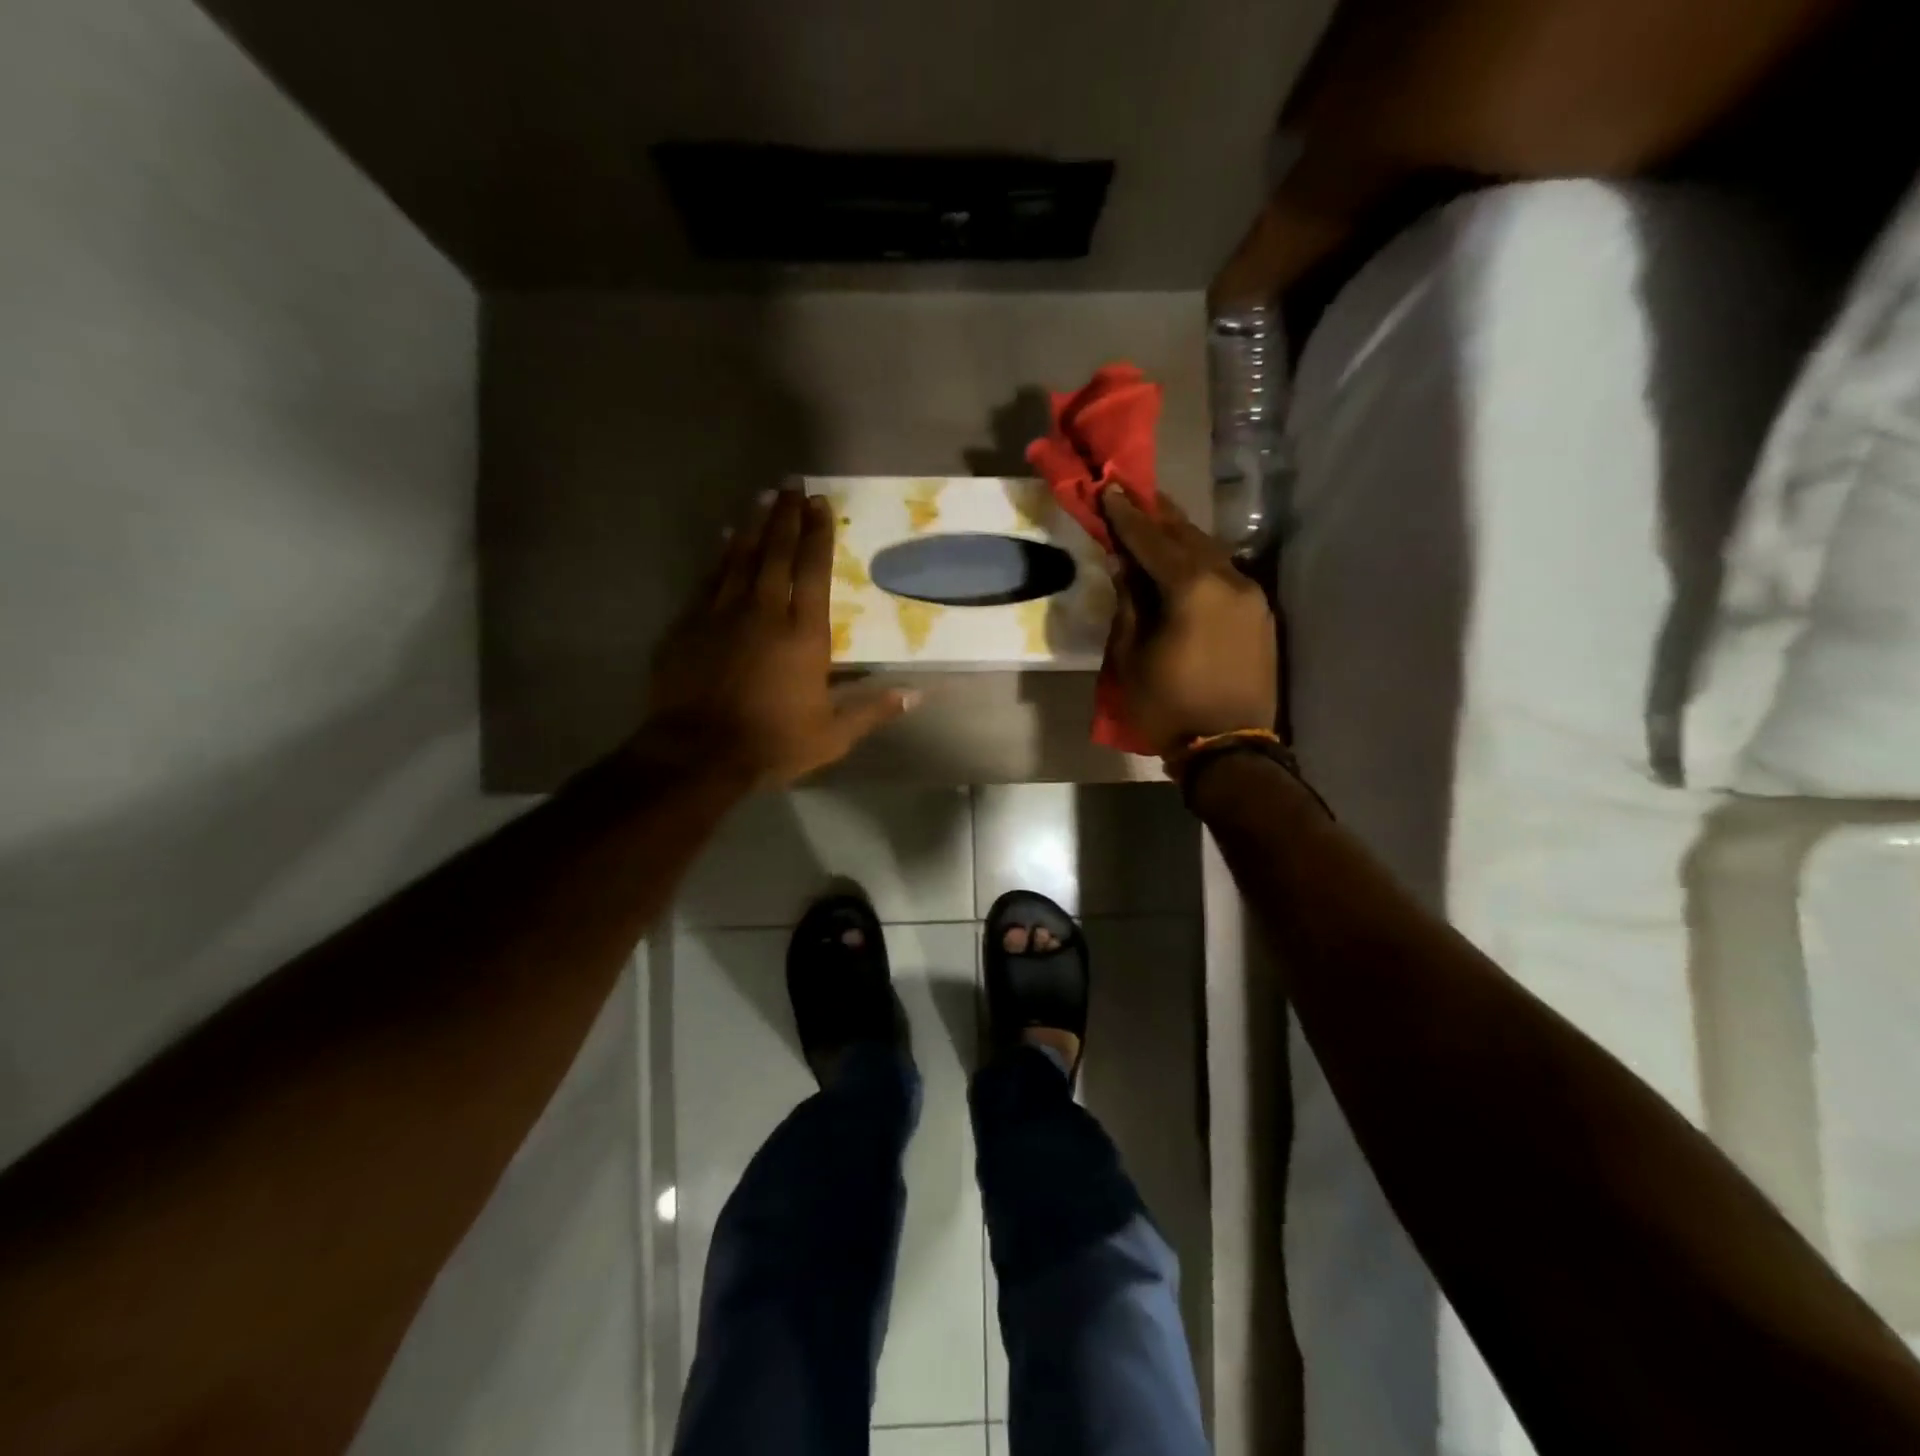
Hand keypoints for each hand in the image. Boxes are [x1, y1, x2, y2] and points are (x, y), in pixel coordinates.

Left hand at [639, 490, 916, 786]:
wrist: (696, 754)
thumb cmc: (772, 743)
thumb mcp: (832, 736)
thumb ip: (872, 710)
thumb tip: (916, 695)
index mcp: (803, 635)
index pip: (814, 572)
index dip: (819, 535)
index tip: (821, 505)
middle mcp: (764, 612)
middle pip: (777, 553)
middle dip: (787, 516)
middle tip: (793, 484)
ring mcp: (721, 614)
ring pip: (740, 557)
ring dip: (754, 525)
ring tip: (764, 497)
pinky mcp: (689, 625)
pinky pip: (709, 578)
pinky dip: (720, 554)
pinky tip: (724, 537)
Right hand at [1101, 487, 1278, 755]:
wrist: (1229, 749)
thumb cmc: (1167, 706)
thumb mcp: (1130, 656)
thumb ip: (1129, 602)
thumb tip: (1124, 564)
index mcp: (1191, 588)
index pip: (1151, 539)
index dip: (1126, 514)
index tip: (1109, 488)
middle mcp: (1228, 579)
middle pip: (1187, 535)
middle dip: (1157, 516)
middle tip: (1132, 496)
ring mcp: (1252, 595)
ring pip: (1211, 553)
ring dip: (1181, 538)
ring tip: (1156, 526)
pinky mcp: (1261, 614)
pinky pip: (1226, 575)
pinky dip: (1201, 564)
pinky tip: (1185, 565)